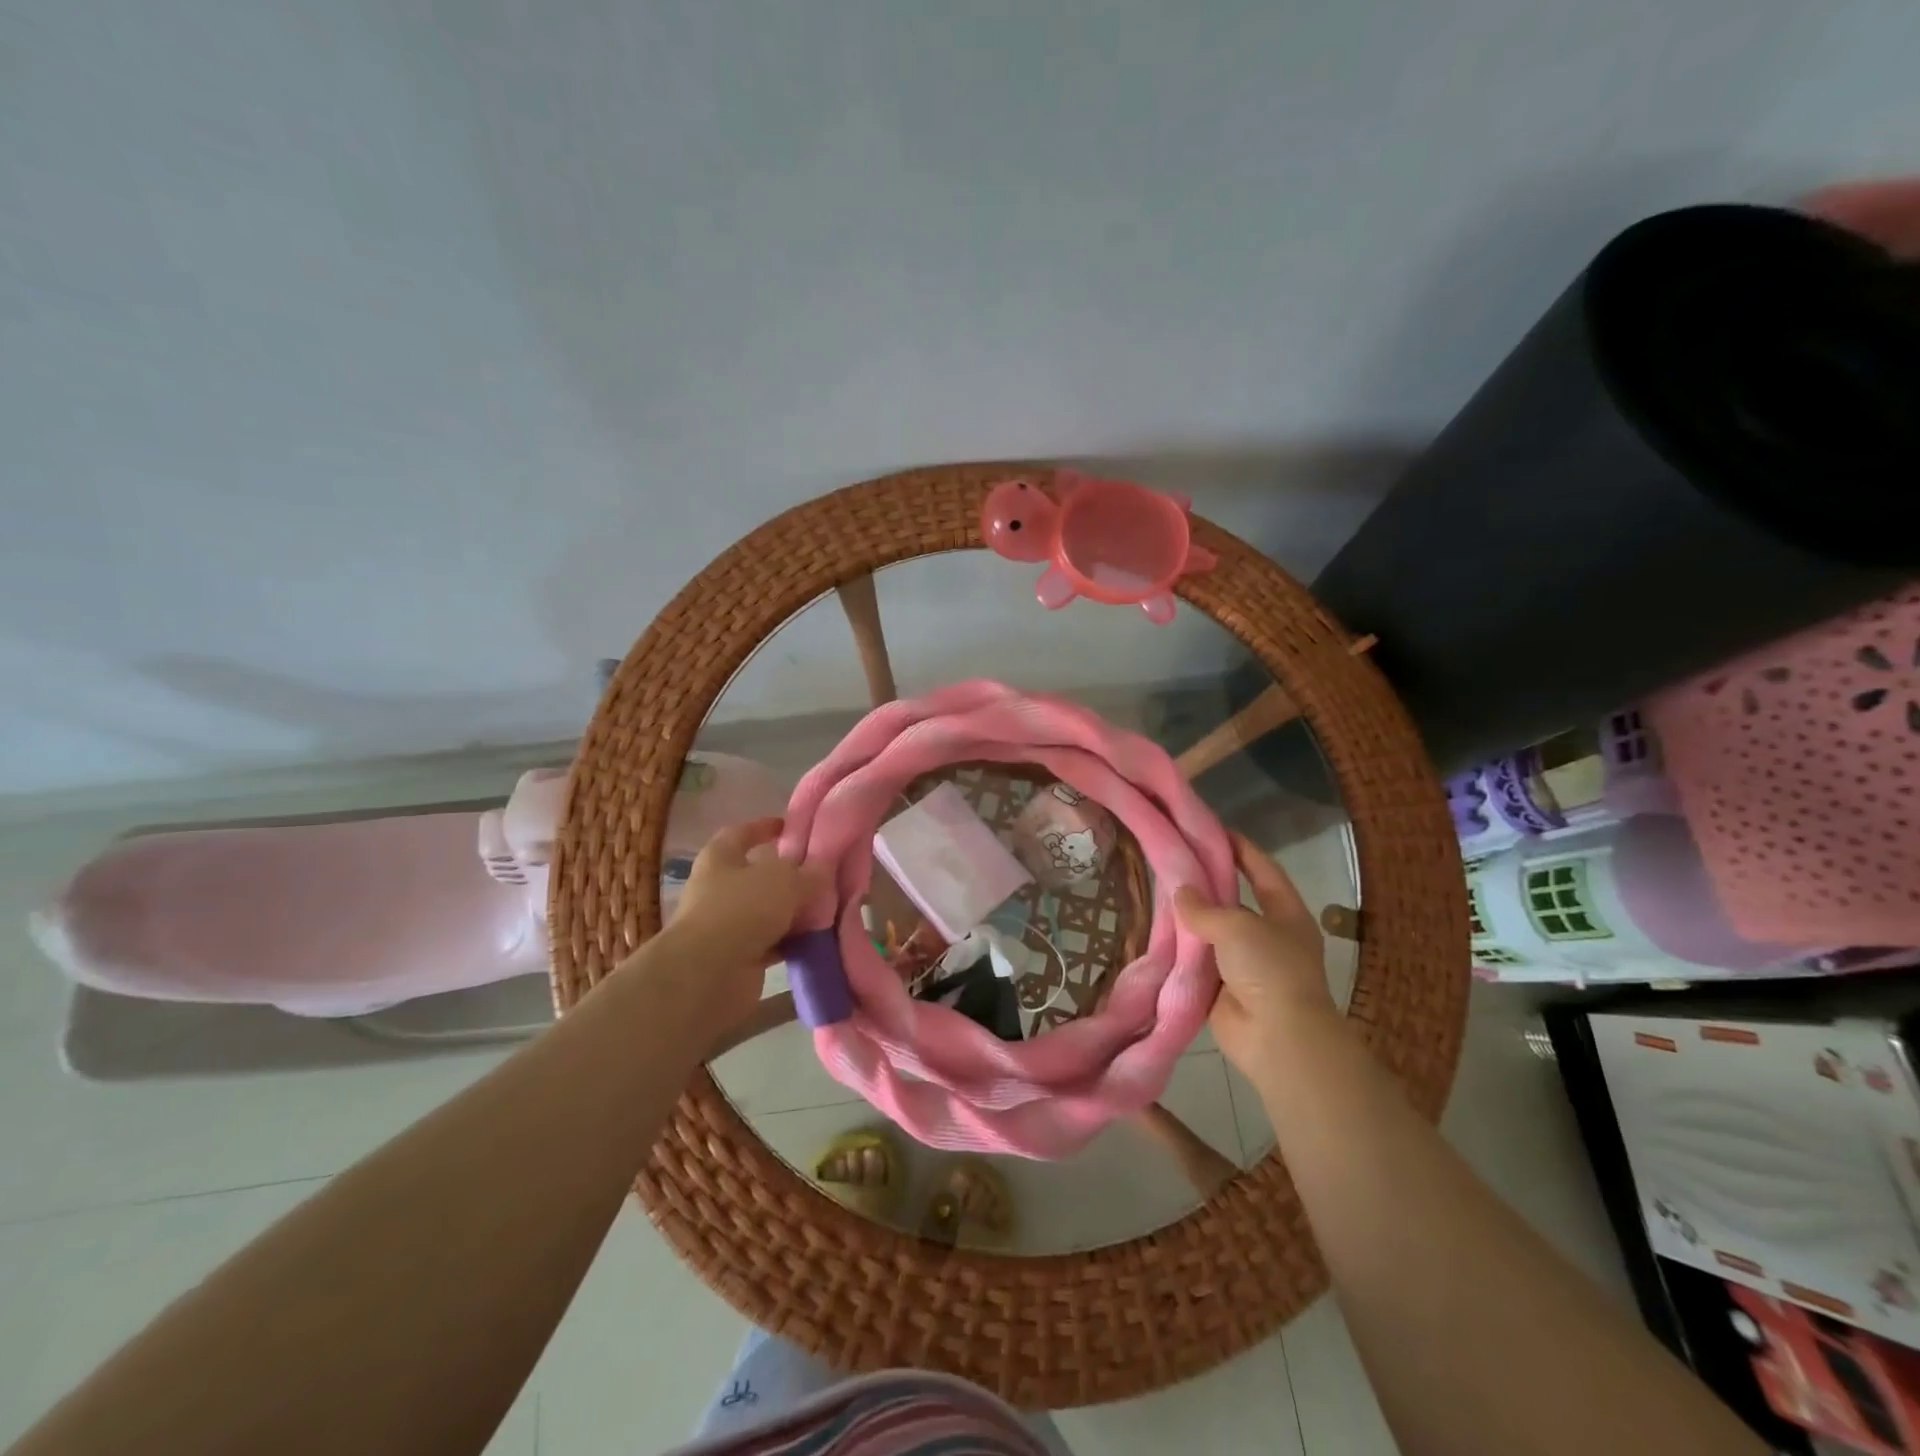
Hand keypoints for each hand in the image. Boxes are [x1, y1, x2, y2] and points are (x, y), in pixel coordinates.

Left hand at [655, 818, 811, 1032]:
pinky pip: (773, 943)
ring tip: (828, 907)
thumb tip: (825, 871)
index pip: (741, 833)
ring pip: (768, 912)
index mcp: (720, 858)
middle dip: (788, 876)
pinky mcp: (739, 958)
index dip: (764, 828)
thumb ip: (809, 873)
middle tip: (821, 874)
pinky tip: (818, 939)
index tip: (790, 827)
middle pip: (758, 876)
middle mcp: (719, 889)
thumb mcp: (785, 880)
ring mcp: (727, 925)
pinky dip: (793, 941)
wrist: (709, 974)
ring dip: (794, 912)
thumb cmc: (741, 909)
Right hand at [1175, 832, 1335, 1082]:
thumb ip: (1205, 907)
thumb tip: (1180, 893)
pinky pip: (1198, 962)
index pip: (1262, 869)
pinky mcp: (1223, 988)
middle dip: (1206, 883)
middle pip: (1234, 899)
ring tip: (1154, 891)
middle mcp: (1267, 934)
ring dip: (1189, 918)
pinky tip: (1154, 933)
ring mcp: (1245, 963)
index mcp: (1286, 913)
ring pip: (1212, 931)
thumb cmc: (1269, 969)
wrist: (1277, 1038)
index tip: (1211, 829)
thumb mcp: (1238, 926)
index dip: (1240, 848)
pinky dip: (1180, 951)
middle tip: (1171, 860)